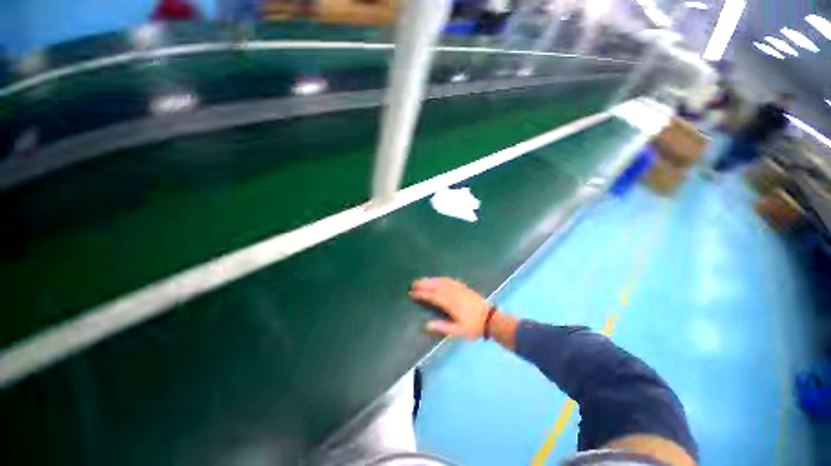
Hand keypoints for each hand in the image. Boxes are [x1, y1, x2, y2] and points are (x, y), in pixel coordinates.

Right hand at [409, 277, 489, 338]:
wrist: (491, 319)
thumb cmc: (473, 327)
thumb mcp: (458, 331)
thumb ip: (442, 327)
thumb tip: (426, 325)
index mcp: (451, 303)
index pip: (433, 296)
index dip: (422, 294)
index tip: (412, 293)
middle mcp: (453, 293)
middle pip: (436, 286)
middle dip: (424, 284)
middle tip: (413, 283)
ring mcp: (459, 288)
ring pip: (442, 281)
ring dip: (431, 280)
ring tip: (422, 280)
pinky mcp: (464, 287)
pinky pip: (450, 280)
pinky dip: (441, 278)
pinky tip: (438, 279)